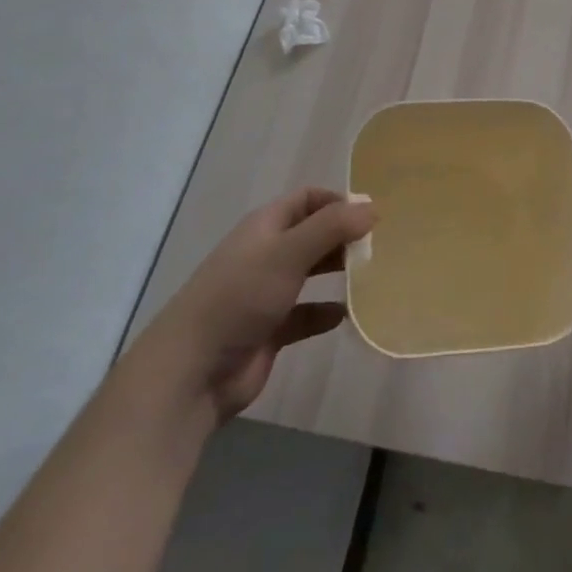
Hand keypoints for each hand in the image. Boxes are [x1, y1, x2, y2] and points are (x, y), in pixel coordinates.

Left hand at [134, 187, 375, 425]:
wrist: (192, 372)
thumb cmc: (240, 298)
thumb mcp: (289, 253)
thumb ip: (332, 228)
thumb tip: (373, 208)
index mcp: (265, 227)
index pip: (307, 199)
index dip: (338, 201)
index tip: (371, 215)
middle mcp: (266, 254)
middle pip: (312, 234)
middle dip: (343, 236)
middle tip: (379, 246)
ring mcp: (266, 293)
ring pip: (310, 273)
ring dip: (337, 272)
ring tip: (372, 275)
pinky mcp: (270, 330)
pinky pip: (305, 315)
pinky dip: (325, 313)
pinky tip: (347, 315)